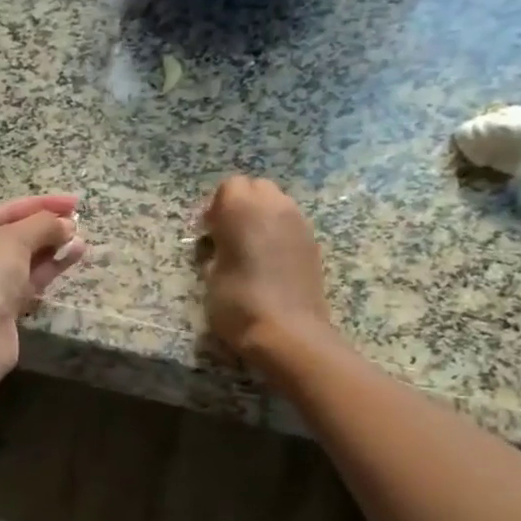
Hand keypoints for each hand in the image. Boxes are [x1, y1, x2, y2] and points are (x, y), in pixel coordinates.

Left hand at [0, 193, 84, 371]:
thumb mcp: (15, 238)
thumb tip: (68, 224)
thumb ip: (43, 224)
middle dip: (45, 227)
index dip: (40, 204)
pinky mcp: (0, 307)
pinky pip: (27, 279)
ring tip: (80, 238)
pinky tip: (74, 254)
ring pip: (22, 259)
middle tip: (77, 220)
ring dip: (51, 247)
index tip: (73, 201)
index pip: (4, 210)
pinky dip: (49, 267)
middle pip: (12, 235)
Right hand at [200, 176, 331, 365]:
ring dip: (260, 217)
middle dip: (240, 204)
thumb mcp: (209, 276)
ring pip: (276, 204)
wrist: (289, 333)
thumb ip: (214, 249)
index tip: (207, 233)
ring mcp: (299, 223)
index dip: (215, 207)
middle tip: (226, 235)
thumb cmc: (239, 303)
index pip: (229, 186)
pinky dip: (277, 233)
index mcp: (244, 209)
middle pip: (256, 187)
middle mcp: (275, 206)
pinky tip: (268, 261)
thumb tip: (218, 245)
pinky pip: (290, 224)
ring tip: (248, 249)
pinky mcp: (312, 243)